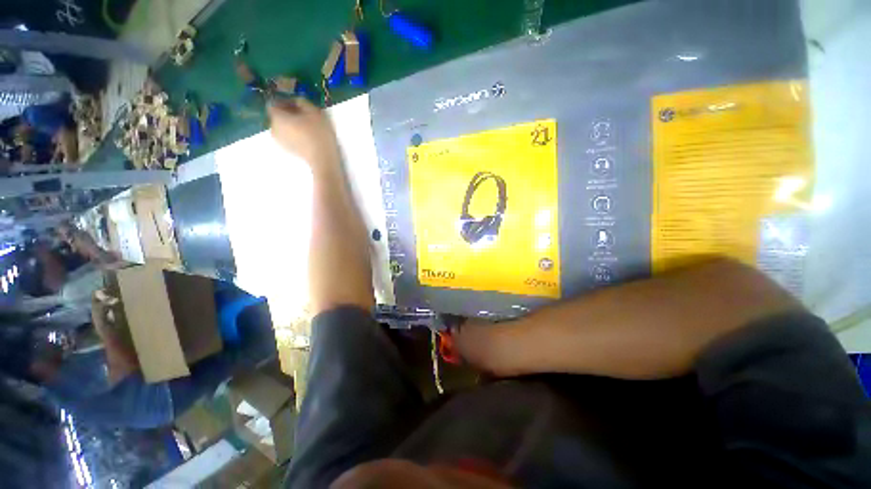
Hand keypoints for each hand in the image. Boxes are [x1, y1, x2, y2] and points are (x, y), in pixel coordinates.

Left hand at [268, 98, 340, 170]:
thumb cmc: (318, 134)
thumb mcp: (314, 111)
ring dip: (293, 124)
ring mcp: (280, 141)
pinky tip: (308, 137)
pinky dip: (296, 134)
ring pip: (284, 127)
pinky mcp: (289, 150)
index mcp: (277, 117)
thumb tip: (297, 101)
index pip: (274, 103)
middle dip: (289, 113)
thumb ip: (302, 101)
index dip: (285, 101)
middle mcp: (274, 128)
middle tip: (305, 115)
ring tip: (308, 126)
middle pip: (278, 116)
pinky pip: (289, 137)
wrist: (323, 159)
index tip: (298, 104)